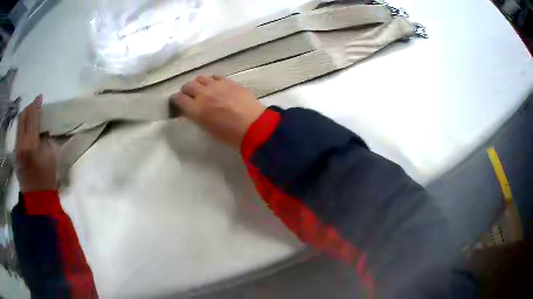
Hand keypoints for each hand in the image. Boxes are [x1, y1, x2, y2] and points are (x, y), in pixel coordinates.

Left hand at [15, 96, 57, 191]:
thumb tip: (43, 130)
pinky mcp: (15, 155)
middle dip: (29, 108)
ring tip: (31, 116)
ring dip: (25, 117)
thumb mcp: (51, 158)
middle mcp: (21, 144)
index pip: (32, 117)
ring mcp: (16, 149)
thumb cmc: (47, 181)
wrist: (37, 201)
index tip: (40, 97)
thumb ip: (46, 139)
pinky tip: (27, 131)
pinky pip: (18, 134)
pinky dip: (22, 127)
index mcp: (31, 144)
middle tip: (35, 105)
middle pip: (22, 117)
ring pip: (19, 125)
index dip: (36, 104)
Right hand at [170, 76, 265, 147]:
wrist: (254, 125)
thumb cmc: (230, 135)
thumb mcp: (208, 130)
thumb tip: (190, 111)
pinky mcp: (228, 81)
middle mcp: (203, 94)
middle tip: (189, 96)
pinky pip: (214, 76)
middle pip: (188, 85)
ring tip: (202, 89)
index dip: (175, 99)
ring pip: (200, 78)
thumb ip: (197, 118)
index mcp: (196, 109)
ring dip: (198, 84)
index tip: (176, 102)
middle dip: (186, 90)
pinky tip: (215, 86)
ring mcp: (216, 85)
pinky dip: (211, 80)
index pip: (178, 98)